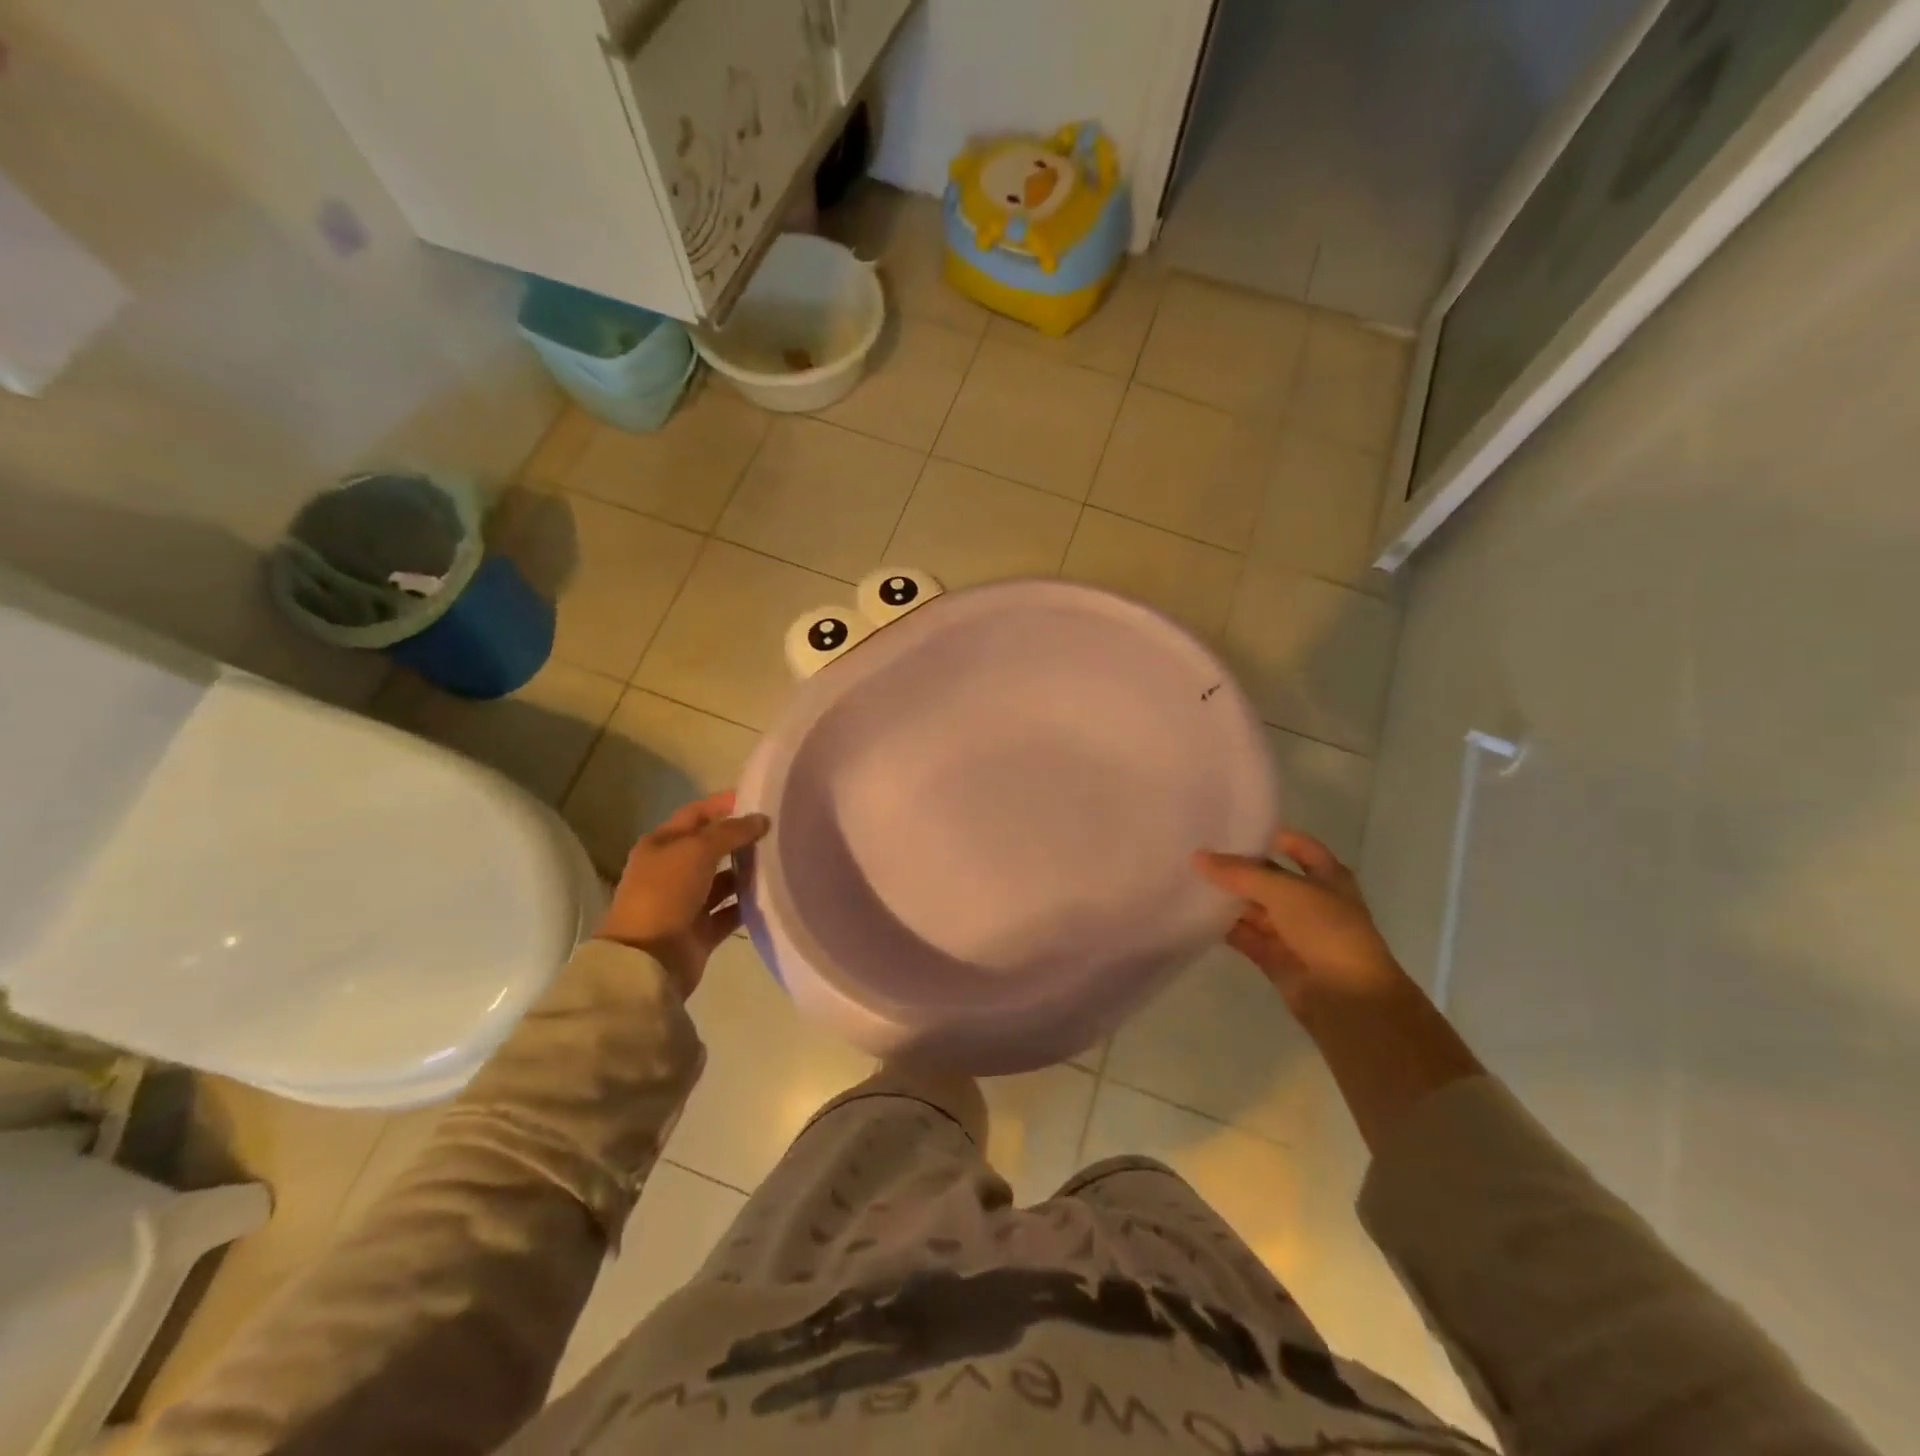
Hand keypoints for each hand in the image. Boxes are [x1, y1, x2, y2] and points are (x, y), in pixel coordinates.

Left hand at [598, 791, 769, 999]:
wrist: (647, 960)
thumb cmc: (666, 893)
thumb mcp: (697, 851)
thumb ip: (731, 832)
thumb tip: (761, 819)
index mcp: (661, 845)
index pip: (696, 814)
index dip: (723, 804)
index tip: (758, 797)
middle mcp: (673, 870)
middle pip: (712, 847)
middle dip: (741, 837)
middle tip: (778, 829)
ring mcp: (687, 902)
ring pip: (723, 880)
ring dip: (747, 871)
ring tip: (781, 860)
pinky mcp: (702, 930)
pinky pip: (731, 911)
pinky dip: (748, 904)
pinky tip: (773, 894)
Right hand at [1195, 830, 1402, 1013]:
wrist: (1347, 997)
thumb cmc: (1327, 930)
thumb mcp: (1283, 890)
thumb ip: (1239, 873)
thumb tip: (1198, 856)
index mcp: (1327, 877)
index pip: (1298, 846)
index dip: (1271, 835)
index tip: (1232, 826)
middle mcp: (1309, 901)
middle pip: (1269, 877)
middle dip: (1238, 867)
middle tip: (1197, 851)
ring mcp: (1291, 930)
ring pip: (1253, 907)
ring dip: (1226, 897)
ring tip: (1187, 878)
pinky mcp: (1273, 956)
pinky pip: (1244, 935)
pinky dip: (1223, 926)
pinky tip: (1194, 912)